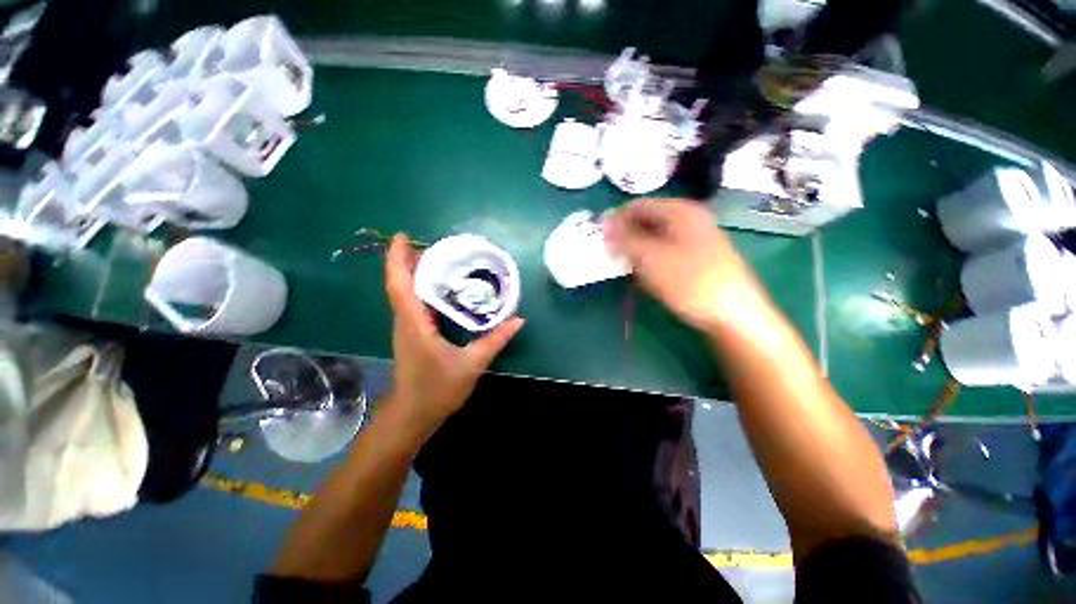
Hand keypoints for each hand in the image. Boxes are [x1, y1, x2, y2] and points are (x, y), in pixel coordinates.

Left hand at [383, 234, 523, 441]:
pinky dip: (422, 289)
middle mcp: (405, 321)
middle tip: (437, 244)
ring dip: (415, 272)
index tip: (403, 236)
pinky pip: (413, 304)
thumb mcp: (471, 364)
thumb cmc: (437, 390)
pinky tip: (442, 287)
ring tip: (440, 259)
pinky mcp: (412, 334)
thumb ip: (495, 340)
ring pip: (405, 292)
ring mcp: (406, 328)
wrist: (412, 416)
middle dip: (411, 259)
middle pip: (400, 283)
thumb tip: (518, 320)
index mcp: (414, 324)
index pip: (399, 285)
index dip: (397, 259)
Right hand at [603, 199, 768, 331]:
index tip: (601, 240)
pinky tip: (648, 276)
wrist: (733, 314)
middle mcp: (689, 219)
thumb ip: (625, 238)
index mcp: (680, 211)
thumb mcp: (650, 258)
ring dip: (638, 251)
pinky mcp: (697, 257)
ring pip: (655, 238)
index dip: (616, 221)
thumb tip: (604, 222)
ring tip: (630, 269)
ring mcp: (695, 238)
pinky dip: (651, 260)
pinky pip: (666, 251)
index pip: (638, 206)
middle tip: (613, 257)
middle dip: (627, 238)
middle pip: (647, 221)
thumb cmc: (689, 281)